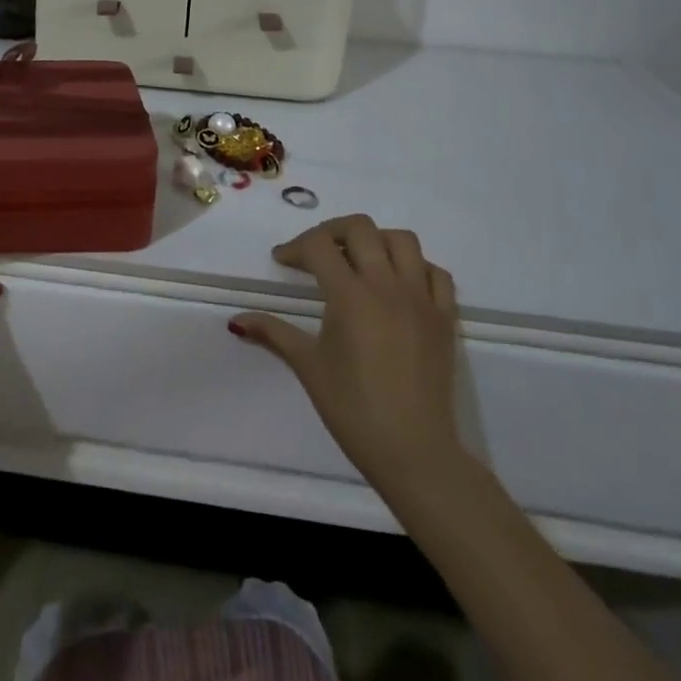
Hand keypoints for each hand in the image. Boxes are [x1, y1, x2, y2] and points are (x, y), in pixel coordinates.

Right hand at [230, 215, 466, 495]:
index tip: (283, 262)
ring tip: (359, 261)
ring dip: (376, 241)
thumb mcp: (308, 366)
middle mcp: (387, 286)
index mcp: (350, 296)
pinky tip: (398, 284)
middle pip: (361, 228)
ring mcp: (421, 299)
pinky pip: (436, 273)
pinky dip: (416, 267)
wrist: (414, 452)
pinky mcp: (444, 318)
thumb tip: (236, 320)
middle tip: (317, 253)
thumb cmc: (353, 409)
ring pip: (403, 240)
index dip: (295, 247)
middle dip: (332, 231)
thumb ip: (273, 333)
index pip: (319, 246)